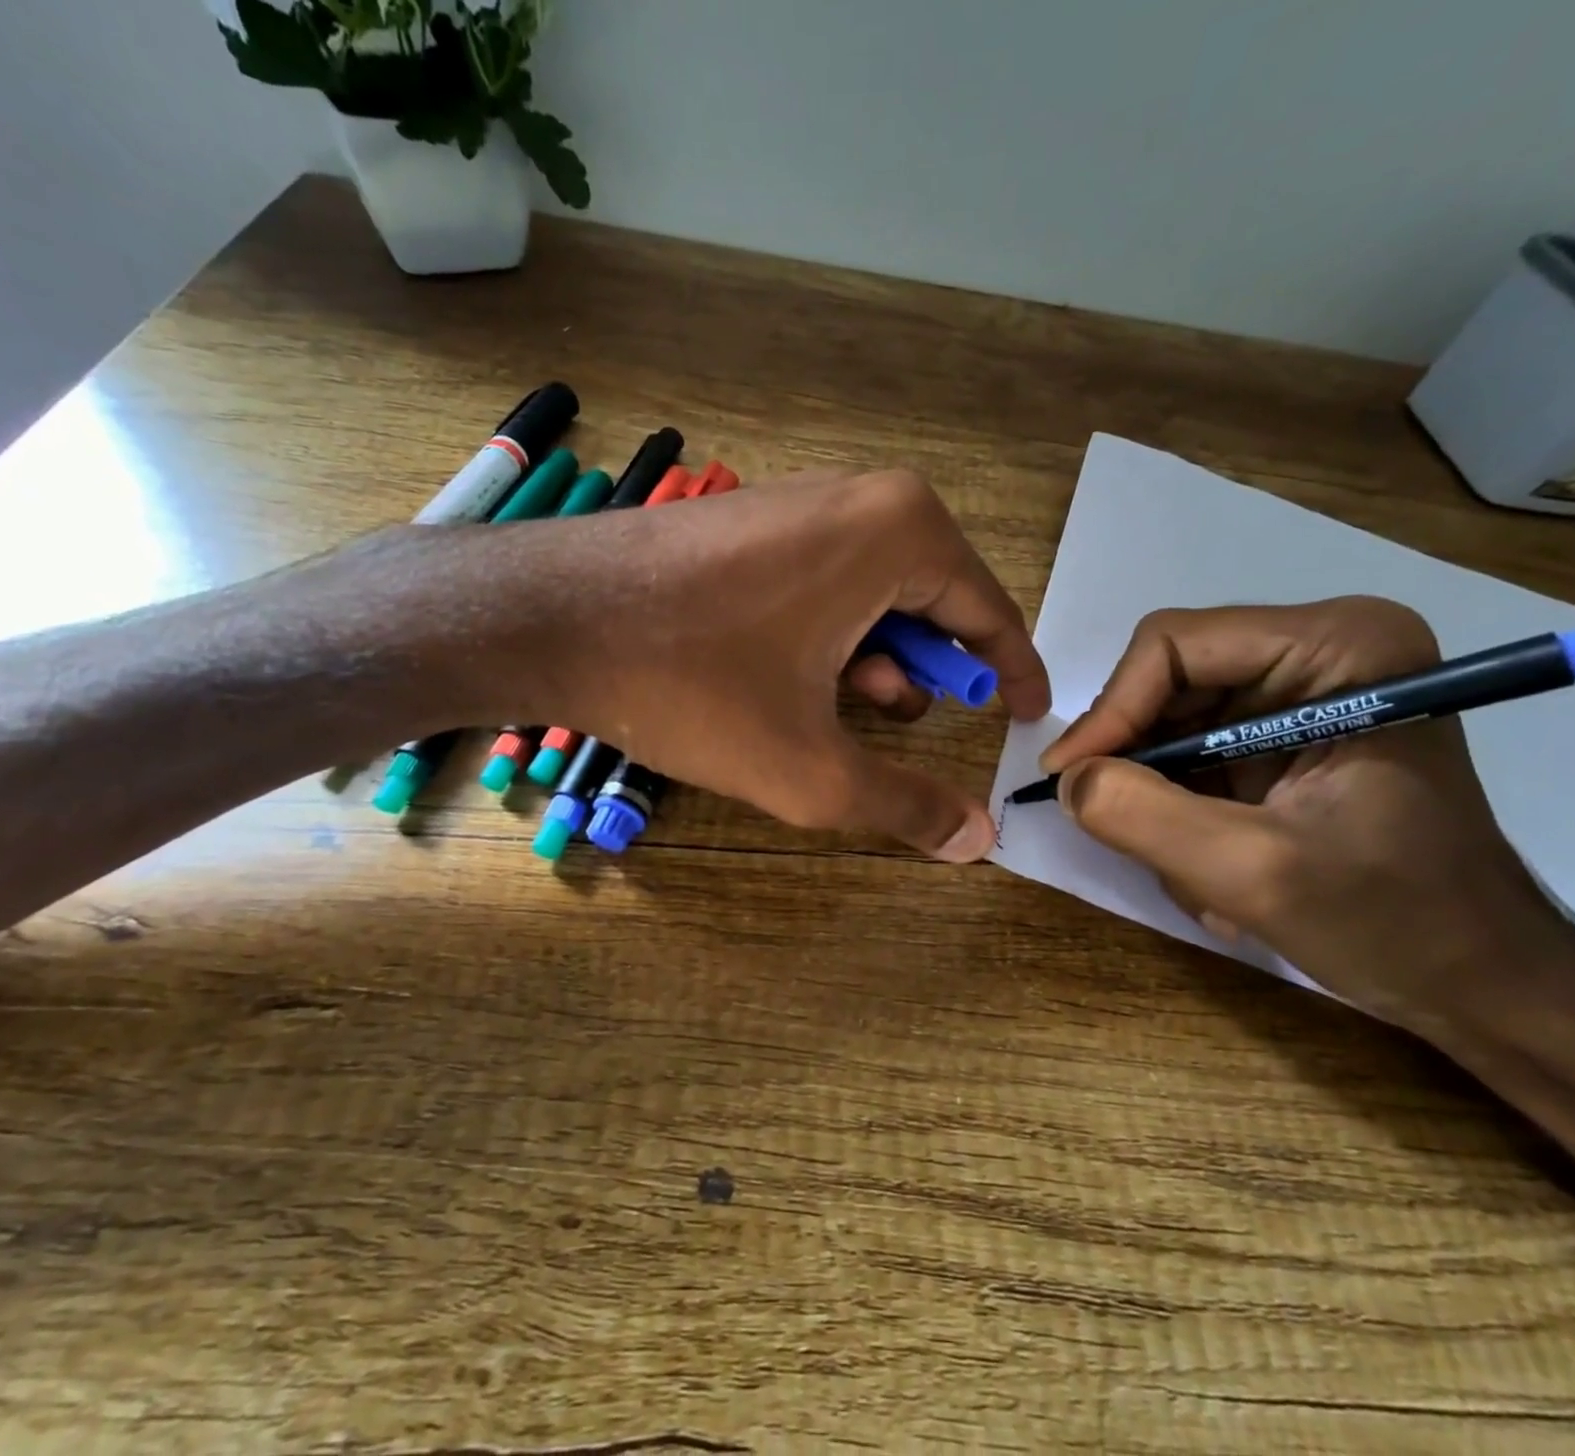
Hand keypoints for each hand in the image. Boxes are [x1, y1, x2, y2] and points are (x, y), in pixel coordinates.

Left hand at [418, 468, 1050, 860]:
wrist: (547, 616)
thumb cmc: (690, 682)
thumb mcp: (809, 767)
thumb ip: (903, 806)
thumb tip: (979, 840)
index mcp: (902, 533)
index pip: (989, 612)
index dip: (1013, 672)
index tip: (1027, 716)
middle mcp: (862, 498)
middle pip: (933, 600)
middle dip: (935, 670)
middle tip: (925, 724)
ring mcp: (801, 502)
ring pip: (875, 593)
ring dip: (878, 658)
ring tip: (854, 710)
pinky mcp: (755, 521)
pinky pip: (826, 580)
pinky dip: (832, 634)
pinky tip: (798, 678)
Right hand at [1040, 596, 1572, 1034]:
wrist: (1481, 984)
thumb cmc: (1396, 922)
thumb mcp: (1254, 873)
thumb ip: (1143, 817)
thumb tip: (1066, 778)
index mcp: (1339, 647)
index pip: (1173, 646)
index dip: (1110, 710)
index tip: (1069, 778)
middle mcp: (1318, 651)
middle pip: (1166, 682)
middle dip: (1138, 762)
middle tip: (1116, 827)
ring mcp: (1300, 694)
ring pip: (1168, 723)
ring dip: (1159, 798)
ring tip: (1191, 871)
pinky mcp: (1282, 736)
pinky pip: (1188, 754)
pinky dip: (1178, 811)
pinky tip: (1210, 867)